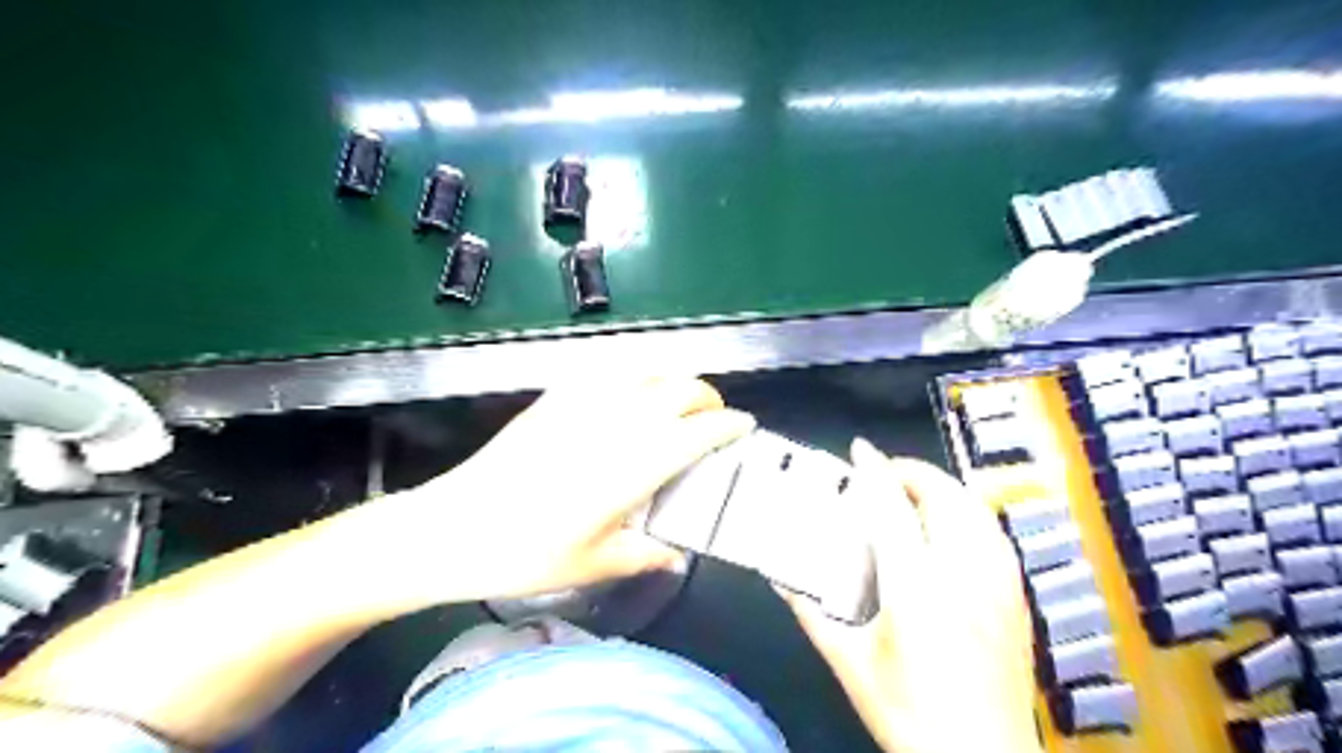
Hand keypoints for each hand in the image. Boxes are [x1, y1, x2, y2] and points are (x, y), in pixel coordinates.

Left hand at [369, 376, 751, 604]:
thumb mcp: (596, 564)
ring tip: (679, 403)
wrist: (455, 527)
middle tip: (713, 418)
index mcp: (637, 462)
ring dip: (675, 380)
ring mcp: (585, 402)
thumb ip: (645, 554)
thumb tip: (675, 554)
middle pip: (682, 388)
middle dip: (709, 397)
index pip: (701, 431)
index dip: (730, 425)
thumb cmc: (528, 553)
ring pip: (649, 370)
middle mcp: (619, 421)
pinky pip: (608, 370)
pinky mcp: (556, 397)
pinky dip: (635, 373)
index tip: (744, 428)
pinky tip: (632, 391)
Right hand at [784, 440, 1040, 752]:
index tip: (859, 449)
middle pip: (945, 496)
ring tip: (913, 491)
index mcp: (917, 589)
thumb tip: (780, 576)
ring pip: (975, 508)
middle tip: (883, 472)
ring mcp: (998, 584)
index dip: (874, 471)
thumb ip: (811, 613)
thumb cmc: (909, 714)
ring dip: (942, 487)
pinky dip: (967, 512)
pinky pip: (993, 532)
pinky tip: (950, 526)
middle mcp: (964, 575)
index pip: (893, 509)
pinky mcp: (1016, 597)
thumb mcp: (850, 663)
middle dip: (913, 471)